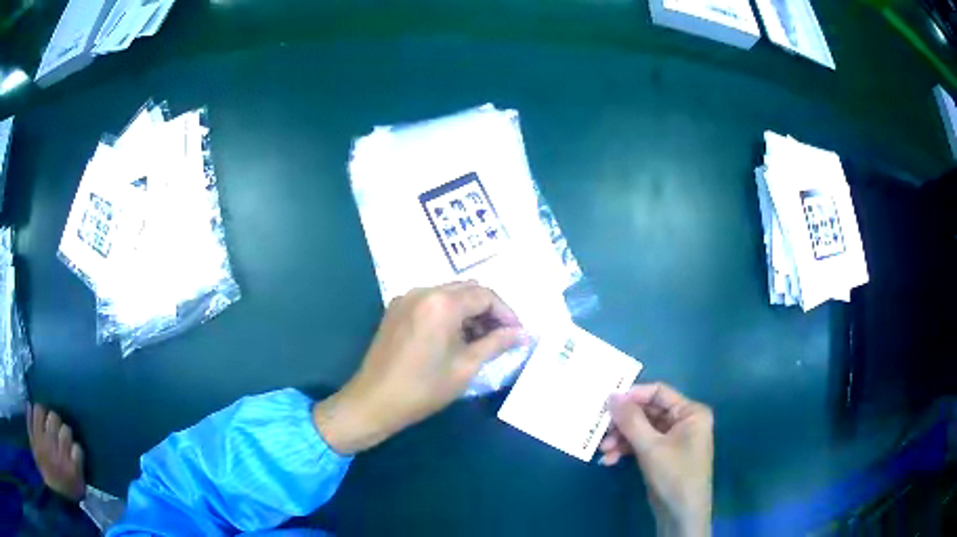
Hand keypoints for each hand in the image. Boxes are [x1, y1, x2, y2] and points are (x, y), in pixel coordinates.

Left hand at [27, 404, 86, 501]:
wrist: (50, 490)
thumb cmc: (62, 491)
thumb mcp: (76, 489)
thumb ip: (77, 469)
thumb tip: (76, 448)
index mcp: (70, 469)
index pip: (77, 447)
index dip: (73, 446)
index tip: (70, 448)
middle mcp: (56, 451)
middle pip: (59, 423)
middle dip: (58, 425)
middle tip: (56, 430)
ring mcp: (41, 439)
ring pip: (43, 411)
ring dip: (45, 415)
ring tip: (45, 420)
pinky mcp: (32, 432)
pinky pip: (31, 412)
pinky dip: (32, 411)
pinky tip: (33, 413)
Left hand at [314, 282, 524, 453]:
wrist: (374, 401)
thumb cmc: (423, 388)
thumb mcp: (466, 367)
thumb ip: (497, 344)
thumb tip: (523, 334)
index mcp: (441, 303)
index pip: (485, 295)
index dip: (507, 313)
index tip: (517, 334)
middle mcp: (423, 291)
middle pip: (467, 290)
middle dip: (489, 311)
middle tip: (502, 336)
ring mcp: (406, 298)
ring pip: (449, 294)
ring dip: (469, 311)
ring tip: (481, 339)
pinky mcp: (396, 309)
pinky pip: (431, 302)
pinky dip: (448, 314)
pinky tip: (454, 337)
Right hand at [599, 383, 712, 536]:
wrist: (682, 513)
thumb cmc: (674, 475)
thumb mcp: (651, 447)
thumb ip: (631, 420)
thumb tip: (611, 396)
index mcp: (690, 412)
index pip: (659, 392)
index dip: (633, 395)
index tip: (607, 403)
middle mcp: (684, 421)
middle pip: (648, 412)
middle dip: (624, 423)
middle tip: (601, 430)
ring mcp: (673, 439)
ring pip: (642, 430)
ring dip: (621, 439)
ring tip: (603, 450)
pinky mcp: (663, 455)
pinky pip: (642, 445)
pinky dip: (626, 450)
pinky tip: (609, 461)